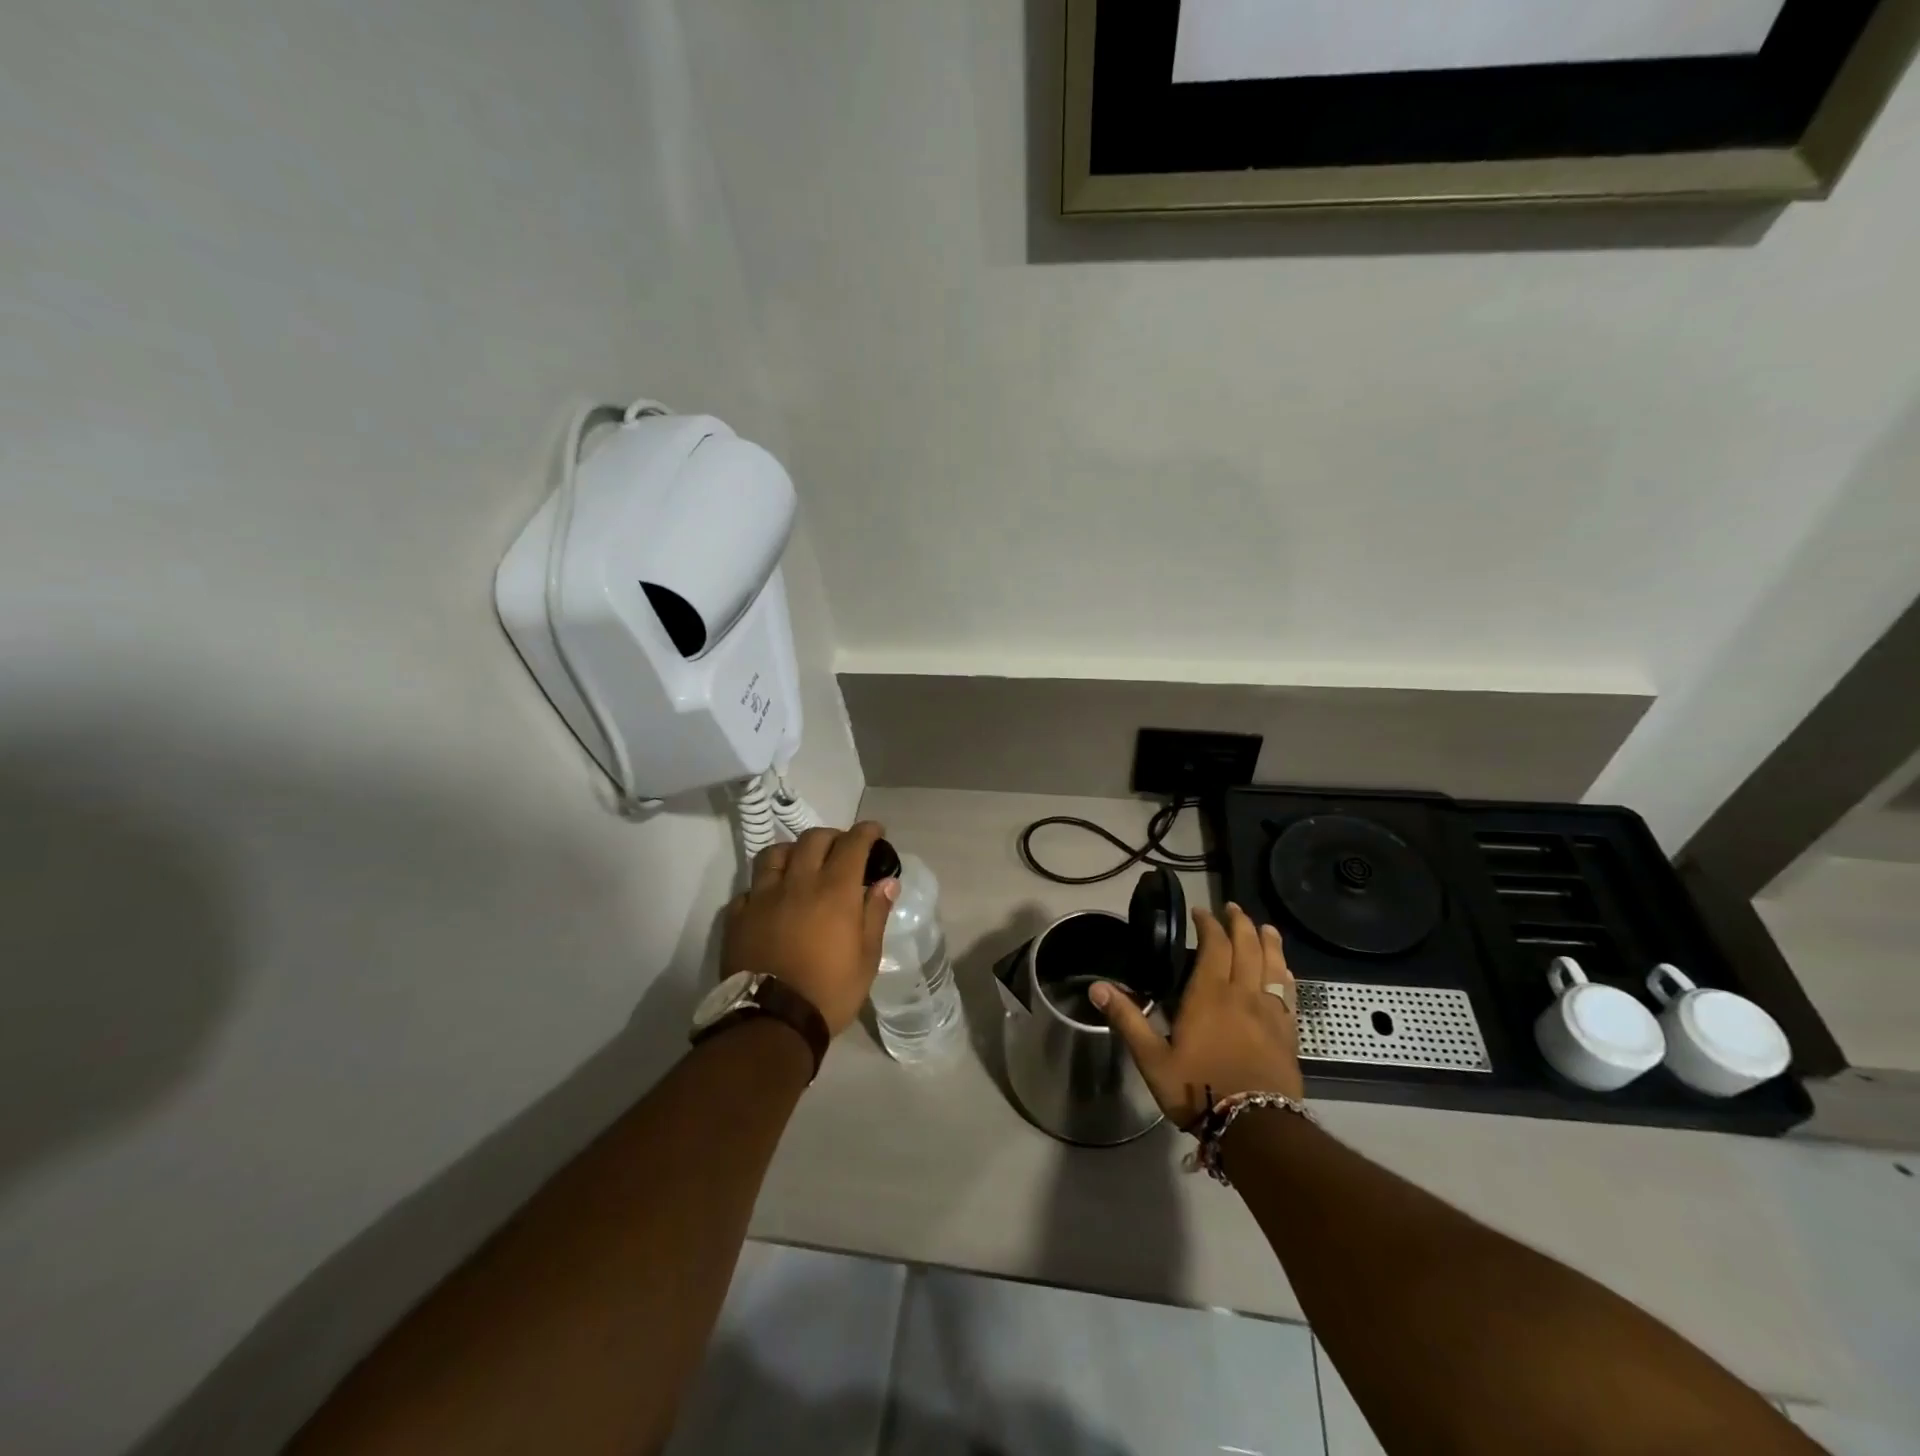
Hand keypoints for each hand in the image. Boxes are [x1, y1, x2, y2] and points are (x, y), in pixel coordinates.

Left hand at [722, 822, 898, 1037]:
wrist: (772, 1022)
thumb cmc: (829, 991)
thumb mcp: (867, 958)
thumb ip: (875, 913)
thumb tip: (887, 882)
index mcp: (835, 890)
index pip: (853, 843)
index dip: (867, 831)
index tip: (876, 831)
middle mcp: (798, 882)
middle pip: (813, 839)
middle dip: (833, 836)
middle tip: (842, 849)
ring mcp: (763, 896)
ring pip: (775, 854)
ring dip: (794, 852)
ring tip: (802, 864)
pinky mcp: (738, 916)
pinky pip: (751, 888)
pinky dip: (765, 886)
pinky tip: (772, 899)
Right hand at [1093, 903, 1303, 1127]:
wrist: (1255, 1128)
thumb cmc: (1198, 1088)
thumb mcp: (1152, 1058)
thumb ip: (1127, 1019)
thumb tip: (1096, 987)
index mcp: (1209, 994)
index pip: (1214, 946)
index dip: (1208, 925)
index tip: (1200, 913)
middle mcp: (1242, 994)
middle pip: (1247, 947)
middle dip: (1239, 924)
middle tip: (1232, 909)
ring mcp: (1270, 1013)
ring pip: (1273, 966)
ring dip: (1268, 942)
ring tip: (1265, 928)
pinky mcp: (1288, 1033)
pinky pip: (1290, 993)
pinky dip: (1286, 975)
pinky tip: (1285, 972)